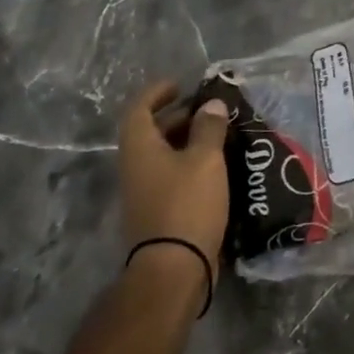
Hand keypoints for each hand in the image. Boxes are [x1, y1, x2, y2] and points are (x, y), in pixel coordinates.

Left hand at [119, 80, 230, 277]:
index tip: (180, 84)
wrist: (174, 268)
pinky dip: (189, 164)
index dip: (157, 93)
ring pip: (162, 155)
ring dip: (186, 141)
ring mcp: (144, 192)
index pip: (139, 109)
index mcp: (140, 148)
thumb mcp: (205, 159)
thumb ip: (209, 128)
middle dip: (178, 116)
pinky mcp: (157, 212)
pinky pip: (170, 175)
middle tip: (209, 110)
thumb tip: (211, 104)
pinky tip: (216, 167)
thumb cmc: (187, 204)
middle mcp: (135, 167)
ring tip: (218, 135)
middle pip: (151, 131)